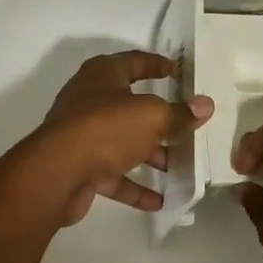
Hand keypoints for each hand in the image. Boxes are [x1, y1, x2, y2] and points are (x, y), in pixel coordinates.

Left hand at [39, 51, 212, 225]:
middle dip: (158, 119)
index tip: (178, 71)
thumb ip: (180, 114)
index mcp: (103, 75)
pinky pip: (113, 174)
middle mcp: (89, 100)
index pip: (134, 62)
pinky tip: (159, 201)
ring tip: (179, 167)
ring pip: (123, 141)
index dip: (157, 64)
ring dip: (150, 155)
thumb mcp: (152, 117)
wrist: (57, 174)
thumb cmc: (107, 129)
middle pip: (130, 106)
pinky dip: (135, 186)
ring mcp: (82, 135)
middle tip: (185, 126)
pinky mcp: (79, 166)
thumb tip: (206, 105)